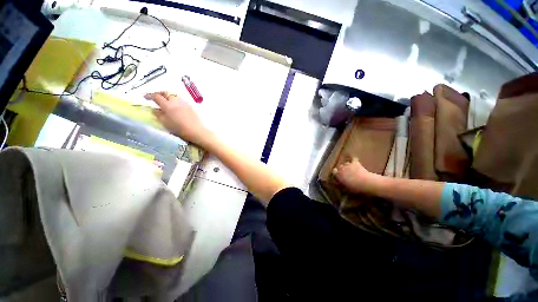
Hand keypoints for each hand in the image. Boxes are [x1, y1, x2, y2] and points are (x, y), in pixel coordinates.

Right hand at [146, 92, 210, 145]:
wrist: (196, 130)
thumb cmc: (179, 128)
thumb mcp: (165, 123)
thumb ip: (158, 115)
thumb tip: (154, 109)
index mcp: (167, 105)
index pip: (156, 96)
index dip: (150, 95)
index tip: (145, 97)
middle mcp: (175, 101)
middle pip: (166, 93)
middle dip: (159, 93)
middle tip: (156, 97)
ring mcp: (184, 102)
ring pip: (174, 95)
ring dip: (168, 96)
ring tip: (166, 100)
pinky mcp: (191, 105)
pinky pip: (181, 99)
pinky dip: (176, 100)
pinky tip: (176, 105)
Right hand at [332, 158, 376, 194]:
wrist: (366, 183)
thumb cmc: (355, 188)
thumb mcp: (345, 189)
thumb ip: (340, 185)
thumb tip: (337, 183)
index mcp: (338, 175)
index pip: (334, 172)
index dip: (336, 174)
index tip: (338, 176)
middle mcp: (341, 168)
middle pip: (339, 167)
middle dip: (341, 170)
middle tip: (346, 174)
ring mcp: (348, 165)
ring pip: (345, 163)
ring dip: (347, 166)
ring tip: (351, 170)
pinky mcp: (355, 163)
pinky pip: (353, 159)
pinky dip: (354, 160)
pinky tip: (355, 161)